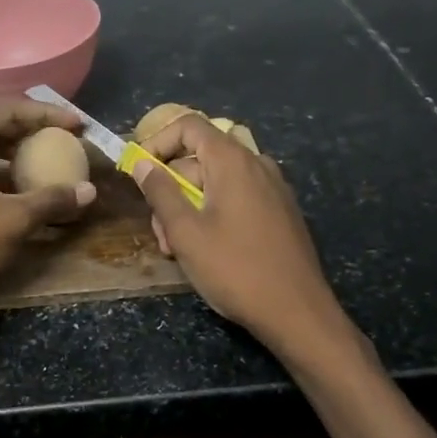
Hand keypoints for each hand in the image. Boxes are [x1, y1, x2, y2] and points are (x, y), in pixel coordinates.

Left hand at [0, 97, 96, 313]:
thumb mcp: (12, 222)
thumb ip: (51, 200)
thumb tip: (88, 191)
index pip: (6, 109)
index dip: (45, 114)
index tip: (75, 125)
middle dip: (27, 129)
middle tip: (60, 139)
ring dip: (8, 151)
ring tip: (38, 162)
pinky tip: (9, 189)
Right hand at [132, 114, 342, 351]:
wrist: (296, 312)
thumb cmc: (235, 269)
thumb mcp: (185, 232)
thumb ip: (160, 192)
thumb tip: (142, 162)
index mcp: (233, 161)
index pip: (189, 126)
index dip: (158, 141)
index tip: (140, 172)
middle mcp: (257, 165)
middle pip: (201, 159)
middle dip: (171, 189)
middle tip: (160, 233)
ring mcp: (273, 189)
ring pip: (217, 183)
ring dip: (189, 207)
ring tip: (179, 250)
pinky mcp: (281, 213)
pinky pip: (239, 199)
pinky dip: (214, 214)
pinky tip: (208, 251)